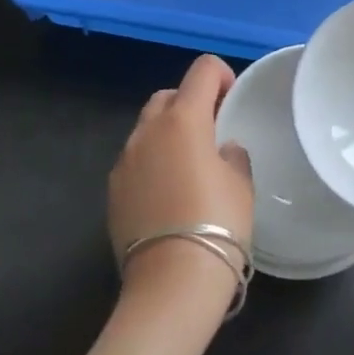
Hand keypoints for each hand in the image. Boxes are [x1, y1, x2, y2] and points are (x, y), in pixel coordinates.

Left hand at [109, 55, 253, 304]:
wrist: (171, 284)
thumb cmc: (218, 224)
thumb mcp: (241, 184)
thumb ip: (232, 155)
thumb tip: (221, 150)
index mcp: (183, 120)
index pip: (202, 70)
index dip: (221, 75)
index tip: (232, 99)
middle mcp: (147, 132)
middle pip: (168, 96)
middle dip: (190, 102)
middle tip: (212, 131)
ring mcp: (124, 161)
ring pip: (147, 128)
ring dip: (168, 133)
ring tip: (189, 165)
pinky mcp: (112, 191)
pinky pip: (135, 160)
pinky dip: (152, 161)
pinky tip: (168, 193)